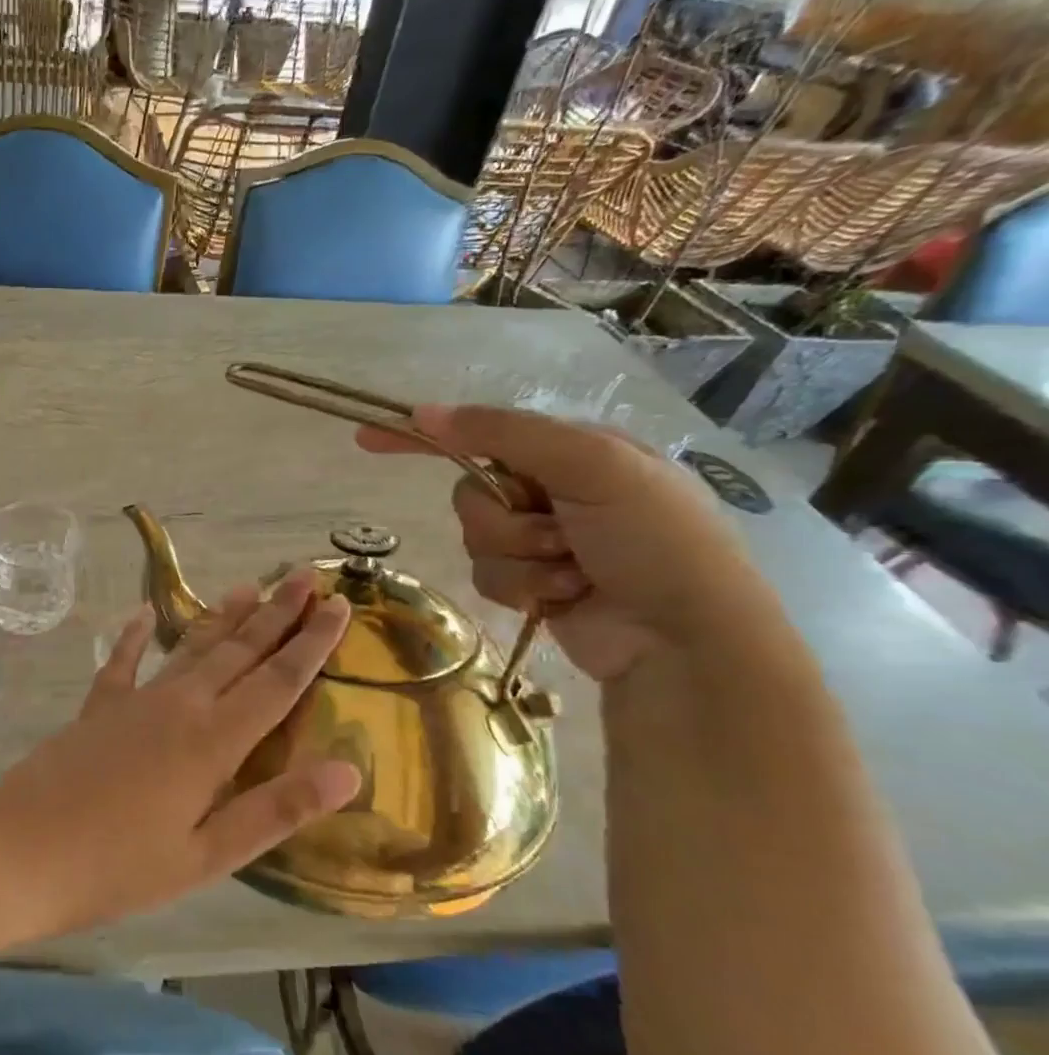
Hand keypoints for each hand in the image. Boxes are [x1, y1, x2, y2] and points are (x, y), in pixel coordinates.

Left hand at [0, 572, 360, 935]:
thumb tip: (349, 771)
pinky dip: (134, 637)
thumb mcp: (207, 856)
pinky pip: (122, 661)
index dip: (313, 643)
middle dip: (277, 613)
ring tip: (251, 585)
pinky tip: (141, 614)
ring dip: (224, 617)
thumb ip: (275, 810)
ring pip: (191, 647)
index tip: (341, 606)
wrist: (18, 850)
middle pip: (239, 651)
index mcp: (212, 742)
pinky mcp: (97, 707)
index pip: (277, 682)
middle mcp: (179, 706)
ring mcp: (134, 700)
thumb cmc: (118, 867)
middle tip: (305, 576)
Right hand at [358, 405, 775, 681]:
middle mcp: (553, 490)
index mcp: (573, 451)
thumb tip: (425, 413)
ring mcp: (541, 540)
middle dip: (506, 520)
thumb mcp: (592, 466)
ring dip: (519, 558)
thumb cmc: (655, 542)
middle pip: (471, 493)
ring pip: (476, 539)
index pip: (482, 432)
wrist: (686, 641)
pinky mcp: (531, 585)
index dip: (427, 435)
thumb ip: (506, 434)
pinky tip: (567, 597)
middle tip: (558, 533)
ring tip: (573, 572)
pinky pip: (487, 576)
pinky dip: (522, 588)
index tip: (368, 438)